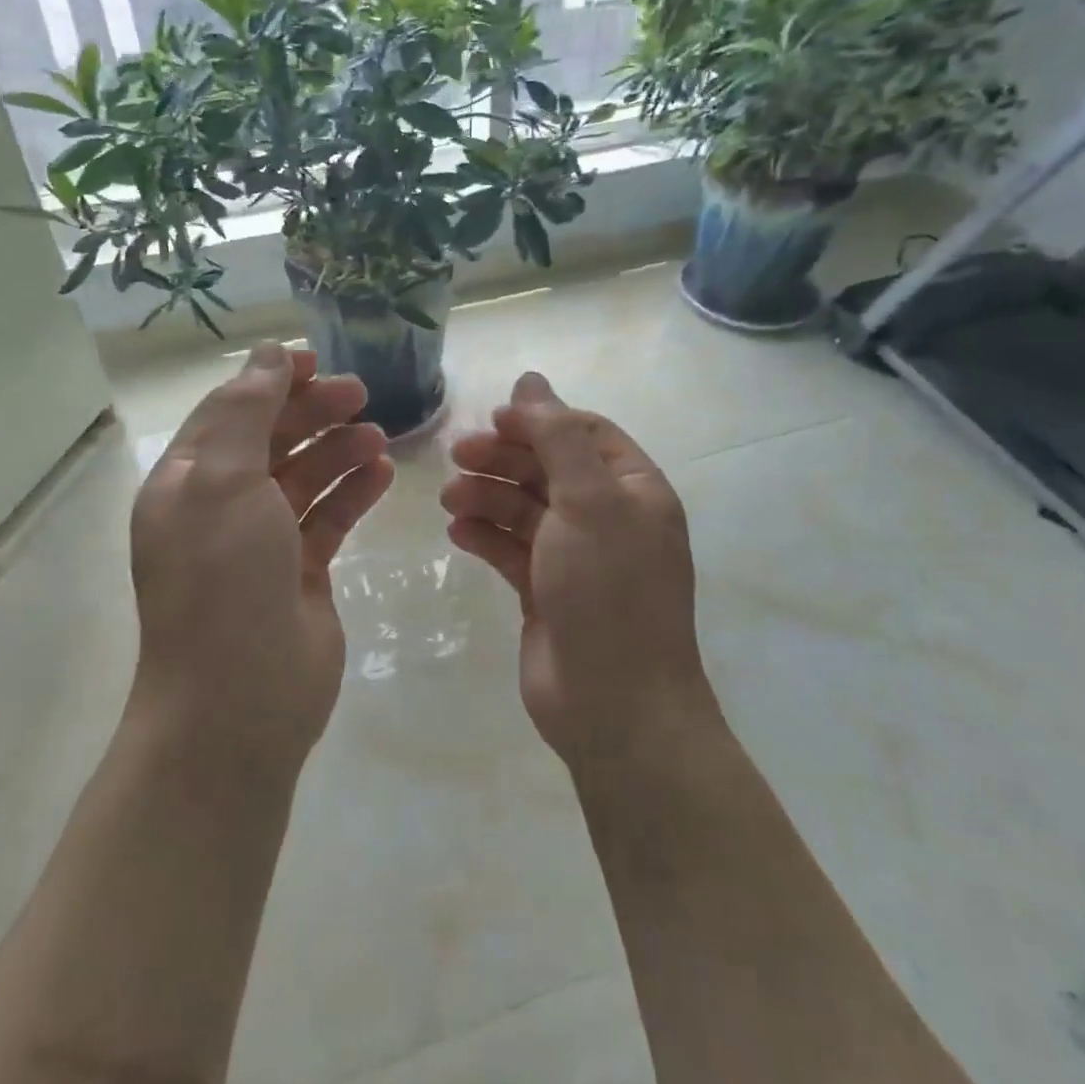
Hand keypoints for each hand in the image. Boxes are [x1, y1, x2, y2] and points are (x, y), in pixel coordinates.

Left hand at [129, 343, 393, 763]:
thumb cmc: (223, 581)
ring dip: (338, 450)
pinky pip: (329, 518)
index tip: (317, 361)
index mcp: (187, 483)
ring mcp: (261, 543)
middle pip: (270, 440)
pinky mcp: (300, 573)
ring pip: (304, 478)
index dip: (269, 381)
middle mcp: (220, 508)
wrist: (239, 701)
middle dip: (312, 412)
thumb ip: (246, 413)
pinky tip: (383, 473)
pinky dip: (353, 492)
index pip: (228, 412)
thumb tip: (267, 356)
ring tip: (379, 435)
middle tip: (361, 393)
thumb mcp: (223, 482)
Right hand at [442, 373, 713, 765]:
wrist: (614, 705)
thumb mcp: (588, 501)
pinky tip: (458, 533)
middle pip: (549, 468)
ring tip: (451, 500)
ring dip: (487, 496)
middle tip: (457, 456)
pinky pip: (511, 549)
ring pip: (524, 508)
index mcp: (633, 489)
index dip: (539, 420)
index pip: (584, 433)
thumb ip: (557, 436)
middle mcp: (607, 517)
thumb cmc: (608, 590)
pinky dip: (485, 536)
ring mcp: (574, 556)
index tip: (493, 419)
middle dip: (504, 458)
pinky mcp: (544, 591)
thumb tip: (532, 378)